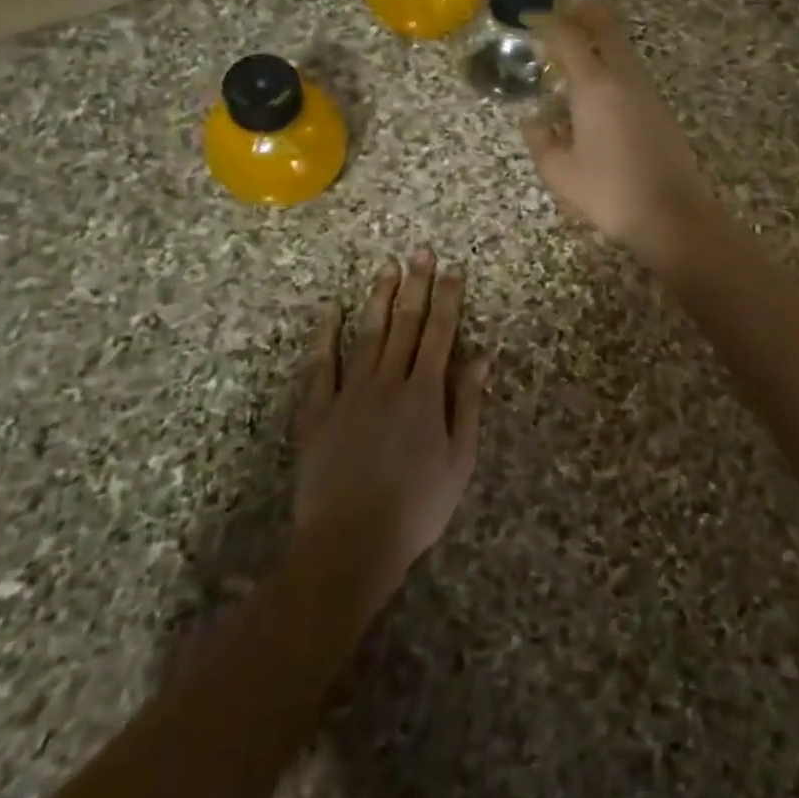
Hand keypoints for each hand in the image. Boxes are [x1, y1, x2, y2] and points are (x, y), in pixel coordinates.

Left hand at [291, 250, 488, 613]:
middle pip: (405, 325)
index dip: (448, 299)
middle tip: (421, 253)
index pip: (440, 334)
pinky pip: (320, 366)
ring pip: (367, 334)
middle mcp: (388, 382)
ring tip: (388, 269)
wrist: (350, 544)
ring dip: (379, 299)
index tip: (453, 270)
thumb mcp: (459, 461)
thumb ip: (467, 405)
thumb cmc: (416, 507)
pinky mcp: (317, 411)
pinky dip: (325, 336)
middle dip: (416, 286)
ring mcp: (349, 394)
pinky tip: (330, 310)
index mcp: (425, 394)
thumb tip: (481, 357)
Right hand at [522, 0, 719, 268]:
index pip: (569, 37)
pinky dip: (609, 65)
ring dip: (597, 41)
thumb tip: (535, 121)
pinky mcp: (660, 109)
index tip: (529, 17)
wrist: (672, 215)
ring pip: (621, 48)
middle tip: (558, 17)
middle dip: (580, 13)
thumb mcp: (561, 173)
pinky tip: (595, 92)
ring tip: (571, 57)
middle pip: (606, 26)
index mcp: (595, 86)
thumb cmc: (610, 193)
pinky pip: (630, 71)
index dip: (547, 21)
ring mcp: (647, 91)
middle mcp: (624, 78)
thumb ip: (541, 141)